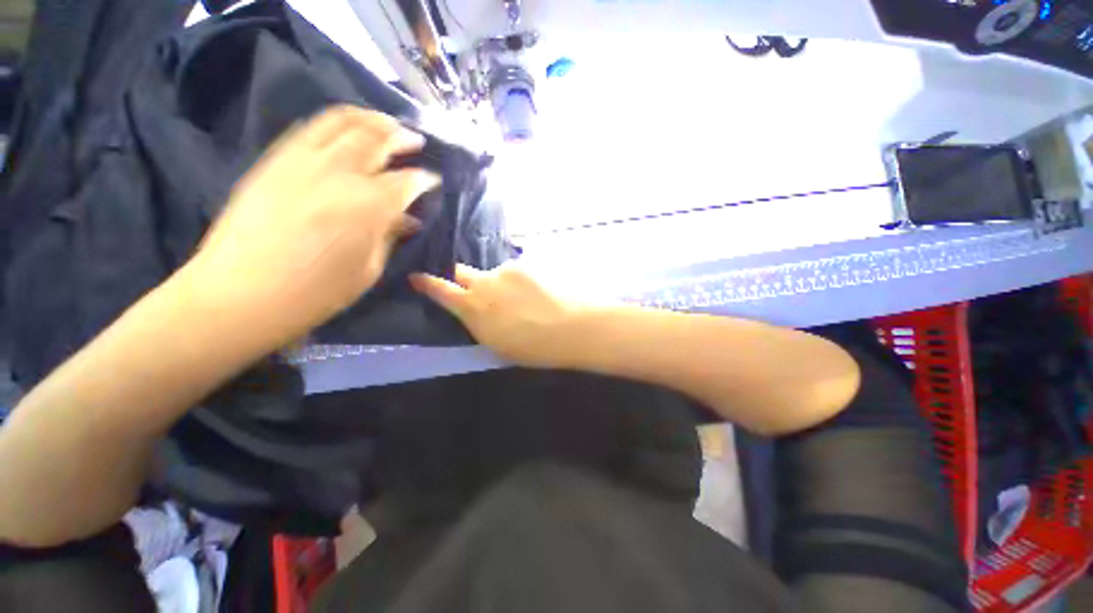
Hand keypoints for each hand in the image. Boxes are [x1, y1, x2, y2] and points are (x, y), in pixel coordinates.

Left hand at [189, 106, 439, 347]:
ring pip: (343, 121)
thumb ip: (389, 236)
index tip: (434, 180)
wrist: (240, 293)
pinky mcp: (276, 160)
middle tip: (415, 141)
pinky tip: (347, 129)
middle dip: (402, 136)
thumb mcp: (368, 269)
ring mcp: (303, 161)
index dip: (425, 179)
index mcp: (369, 206)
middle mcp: (339, 173)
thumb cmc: (316, 292)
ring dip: (370, 118)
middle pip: (377, 139)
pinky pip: (311, 128)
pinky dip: (336, 122)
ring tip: (385, 122)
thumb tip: (407, 219)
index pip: (407, 181)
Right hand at [411, 263, 582, 367]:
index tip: (417, 277)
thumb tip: (475, 311)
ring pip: (494, 273)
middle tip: (479, 290)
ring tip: (523, 299)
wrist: (572, 328)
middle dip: (463, 279)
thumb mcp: (498, 344)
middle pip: (462, 272)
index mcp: (473, 309)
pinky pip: (516, 271)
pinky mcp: (526, 264)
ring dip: (501, 283)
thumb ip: (480, 323)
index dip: (427, 283)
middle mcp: (484, 284)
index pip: (441, 291)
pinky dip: (521, 281)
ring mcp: (506, 271)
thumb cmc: (535, 347)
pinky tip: (538, 292)